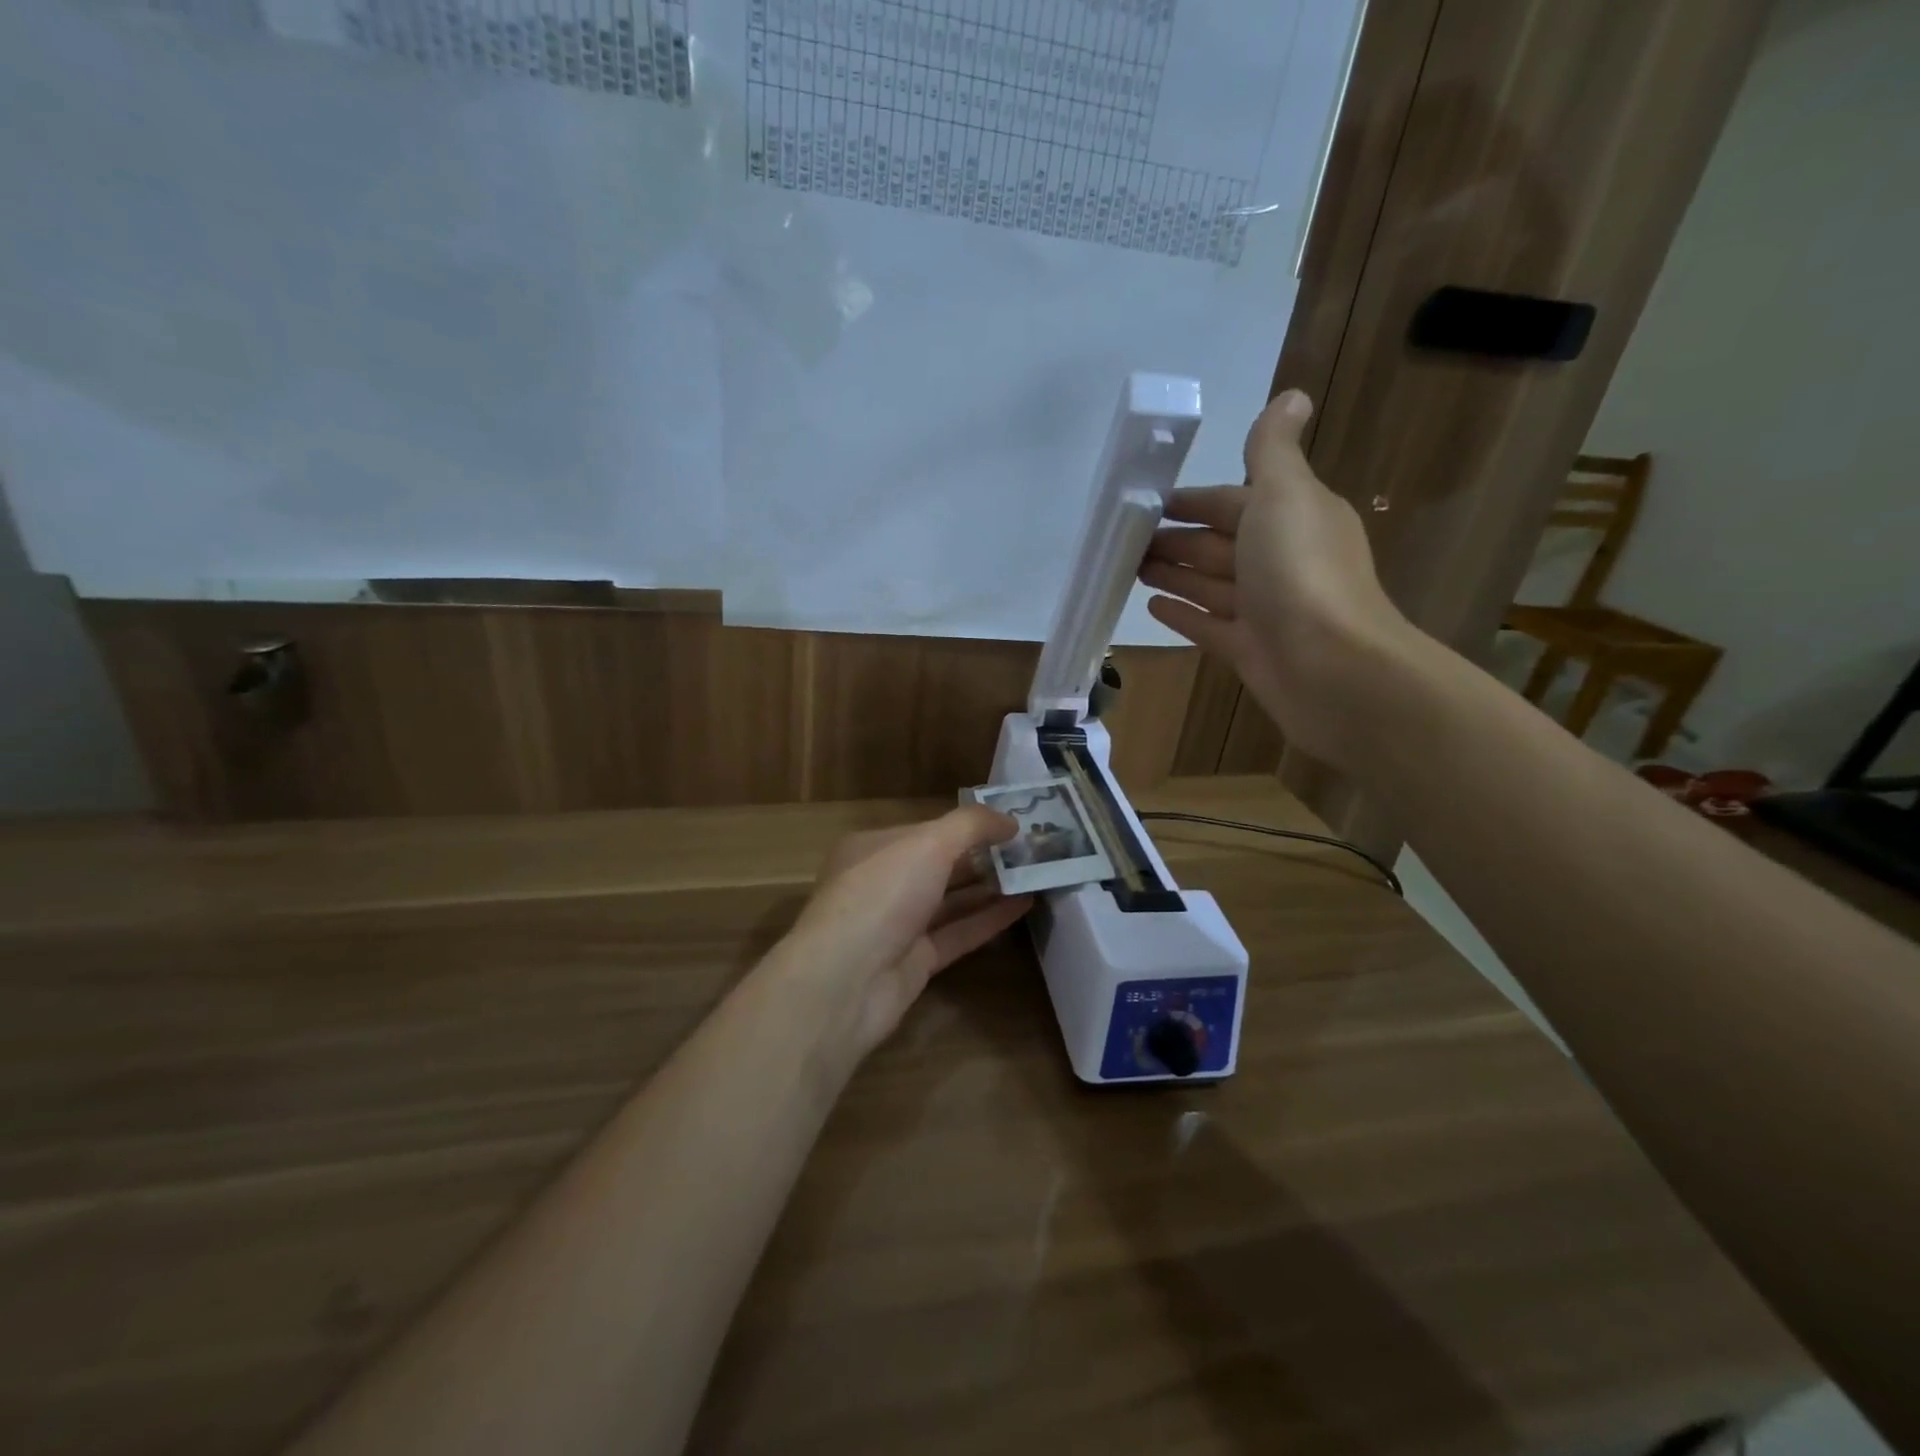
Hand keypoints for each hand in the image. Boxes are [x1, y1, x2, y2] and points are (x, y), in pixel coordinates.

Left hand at [780, 806, 1033, 1058]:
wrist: (846, 980)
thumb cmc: (882, 894)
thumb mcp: (928, 844)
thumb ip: (972, 826)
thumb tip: (1010, 820)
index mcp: (872, 848)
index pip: (927, 830)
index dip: (968, 826)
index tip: (1011, 823)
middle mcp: (883, 883)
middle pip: (940, 865)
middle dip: (982, 856)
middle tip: (1031, 849)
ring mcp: (898, 925)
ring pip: (950, 901)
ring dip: (990, 887)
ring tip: (1035, 873)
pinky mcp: (915, 962)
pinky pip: (958, 934)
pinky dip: (989, 920)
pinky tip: (1024, 906)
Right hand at [1138, 389, 1415, 767]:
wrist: (1330, 668)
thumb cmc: (1301, 573)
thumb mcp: (1285, 495)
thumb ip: (1273, 451)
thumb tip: (1292, 395)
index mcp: (1294, 518)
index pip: (1237, 501)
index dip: (1195, 500)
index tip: (1150, 502)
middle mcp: (1282, 561)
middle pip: (1220, 544)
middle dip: (1177, 539)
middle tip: (1127, 539)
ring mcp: (1265, 609)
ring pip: (1211, 584)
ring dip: (1175, 573)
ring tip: (1131, 568)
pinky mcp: (1249, 650)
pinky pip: (1208, 626)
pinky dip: (1182, 613)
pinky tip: (1152, 606)